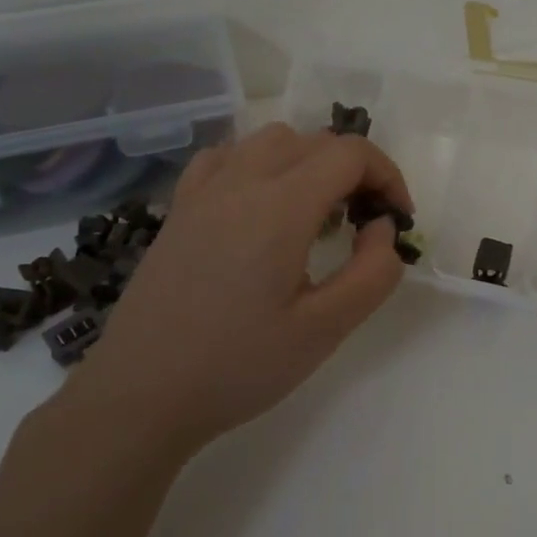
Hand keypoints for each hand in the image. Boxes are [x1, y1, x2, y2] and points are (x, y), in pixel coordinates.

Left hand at [57, 122, 415, 458]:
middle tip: (365, 224)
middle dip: (354, 171)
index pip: (350, 154)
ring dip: (309, 161)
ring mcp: (203, 192)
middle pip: (315, 141)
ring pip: (270, 140)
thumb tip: (382, 227)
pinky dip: (259, 164)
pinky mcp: (179, 209)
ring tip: (317, 213)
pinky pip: (226, 157)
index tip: (396, 220)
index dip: (387, 176)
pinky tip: (260, 205)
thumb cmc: (238, 366)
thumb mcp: (325, 329)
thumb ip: (373, 272)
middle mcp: (241, 182)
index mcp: (280, 206)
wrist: (140, 395)